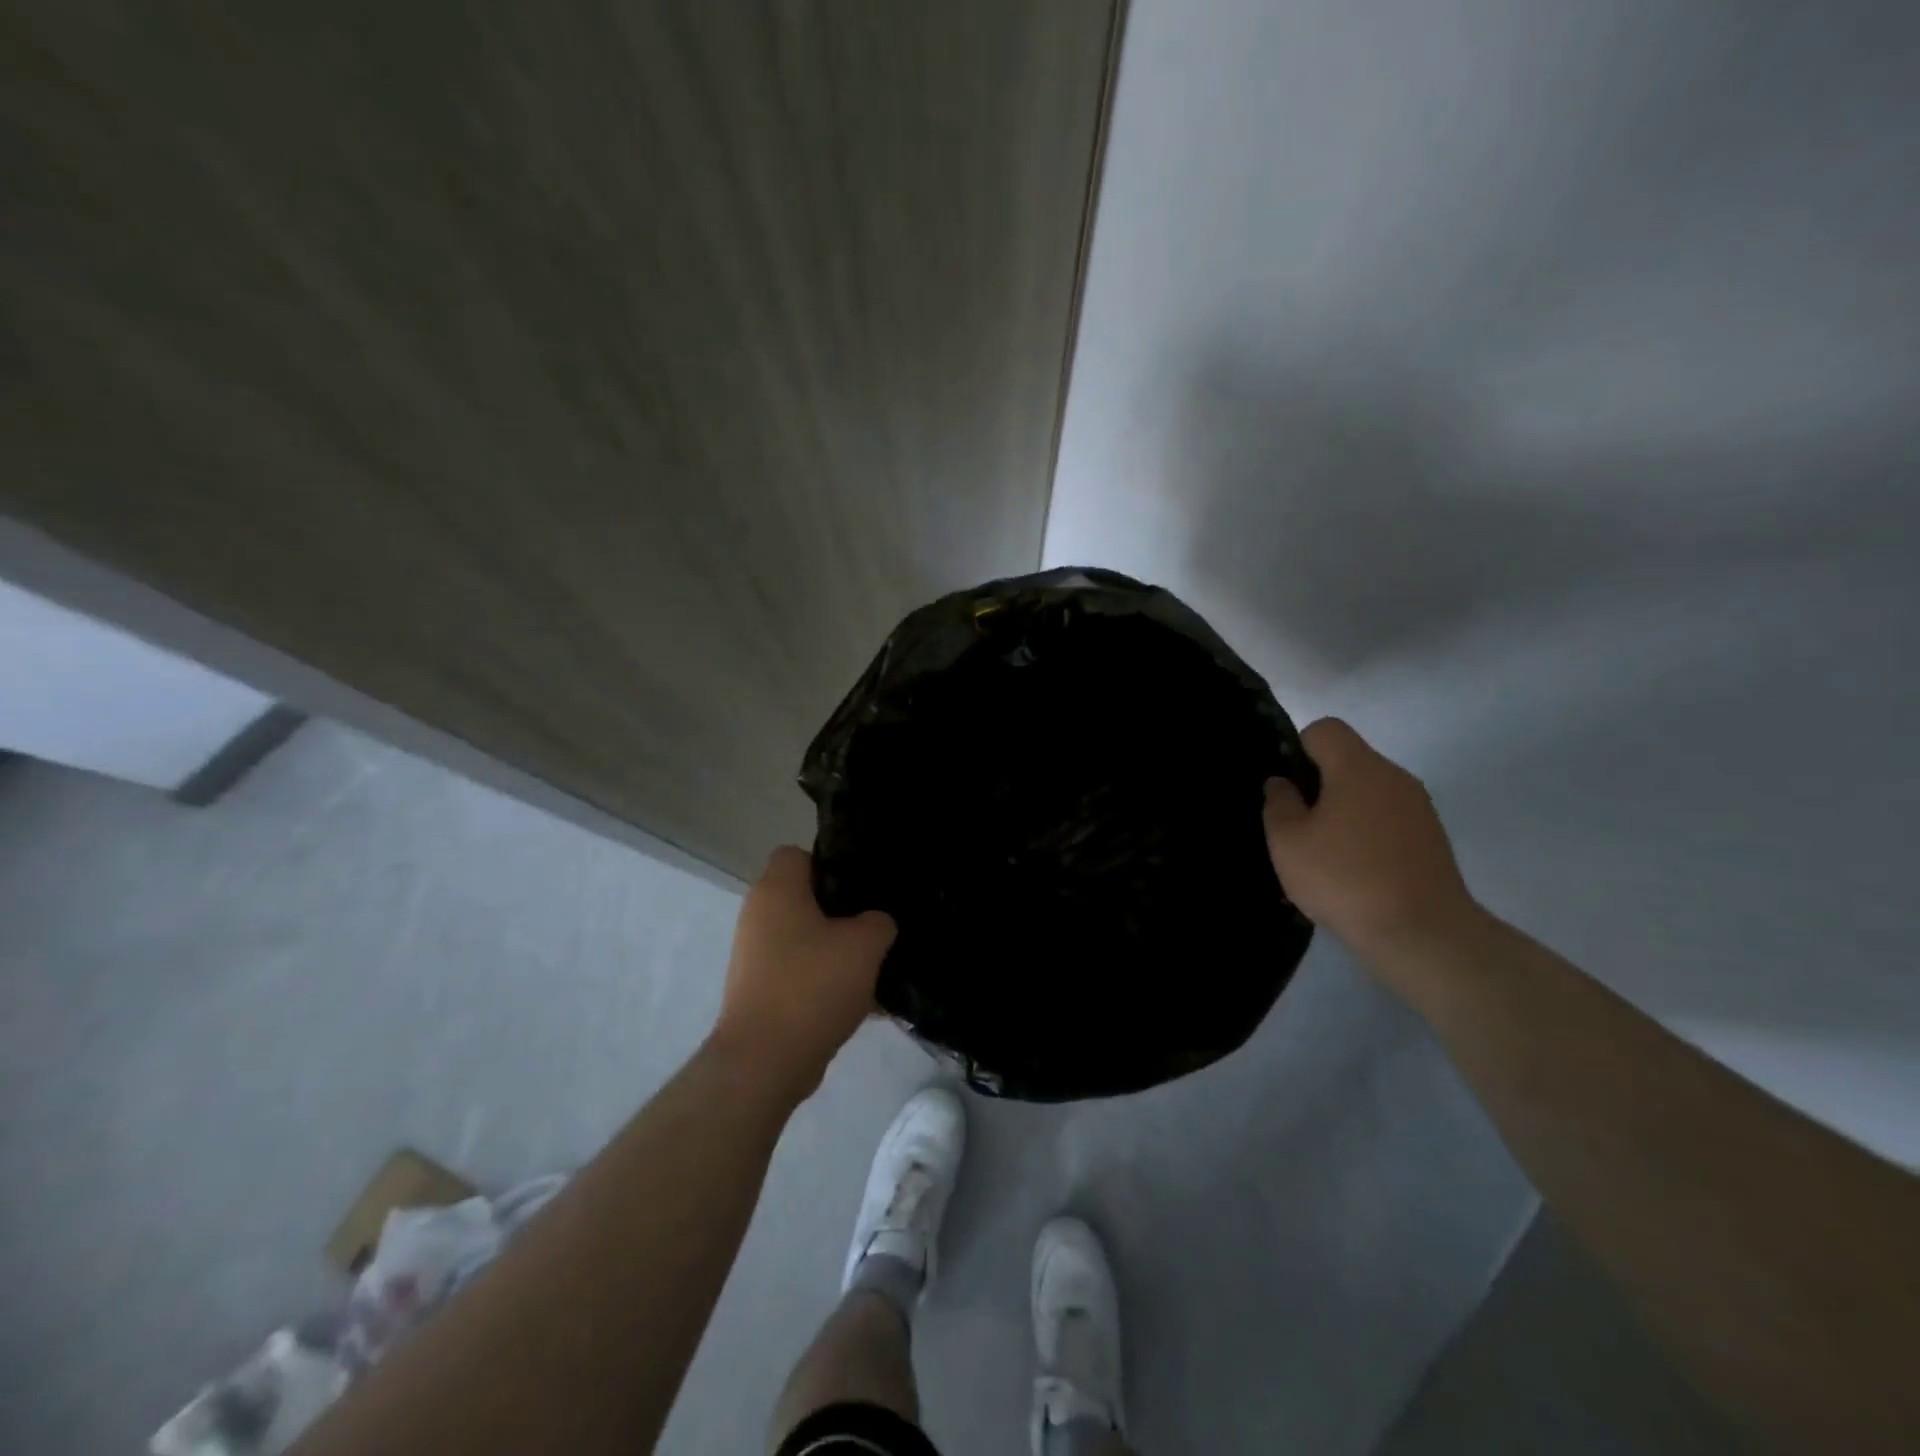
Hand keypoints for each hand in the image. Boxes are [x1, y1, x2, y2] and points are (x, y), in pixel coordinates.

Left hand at [710, 846, 896, 1099]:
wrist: (765, 1061)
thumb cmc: (813, 985)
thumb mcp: (865, 944)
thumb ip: (879, 921)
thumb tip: (875, 923)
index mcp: (776, 891)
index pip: (797, 854)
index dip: (831, 863)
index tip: (861, 887)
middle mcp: (758, 916)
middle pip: (805, 899)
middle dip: (842, 913)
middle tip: (876, 927)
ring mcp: (755, 957)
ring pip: (806, 939)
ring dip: (838, 951)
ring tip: (875, 969)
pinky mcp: (759, 992)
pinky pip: (801, 973)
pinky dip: (826, 982)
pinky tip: (861, 1003)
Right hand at [1263, 718, 1479, 961]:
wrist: (1423, 933)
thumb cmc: (1344, 878)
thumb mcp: (1288, 842)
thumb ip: (1279, 803)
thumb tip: (1282, 783)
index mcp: (1358, 767)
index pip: (1325, 729)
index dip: (1299, 749)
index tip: (1289, 788)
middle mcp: (1394, 777)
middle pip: (1349, 760)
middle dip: (1320, 784)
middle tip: (1299, 825)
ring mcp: (1419, 808)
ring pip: (1369, 791)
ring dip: (1344, 810)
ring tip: (1326, 854)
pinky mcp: (1432, 838)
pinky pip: (1389, 819)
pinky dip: (1368, 833)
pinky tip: (1356, 872)